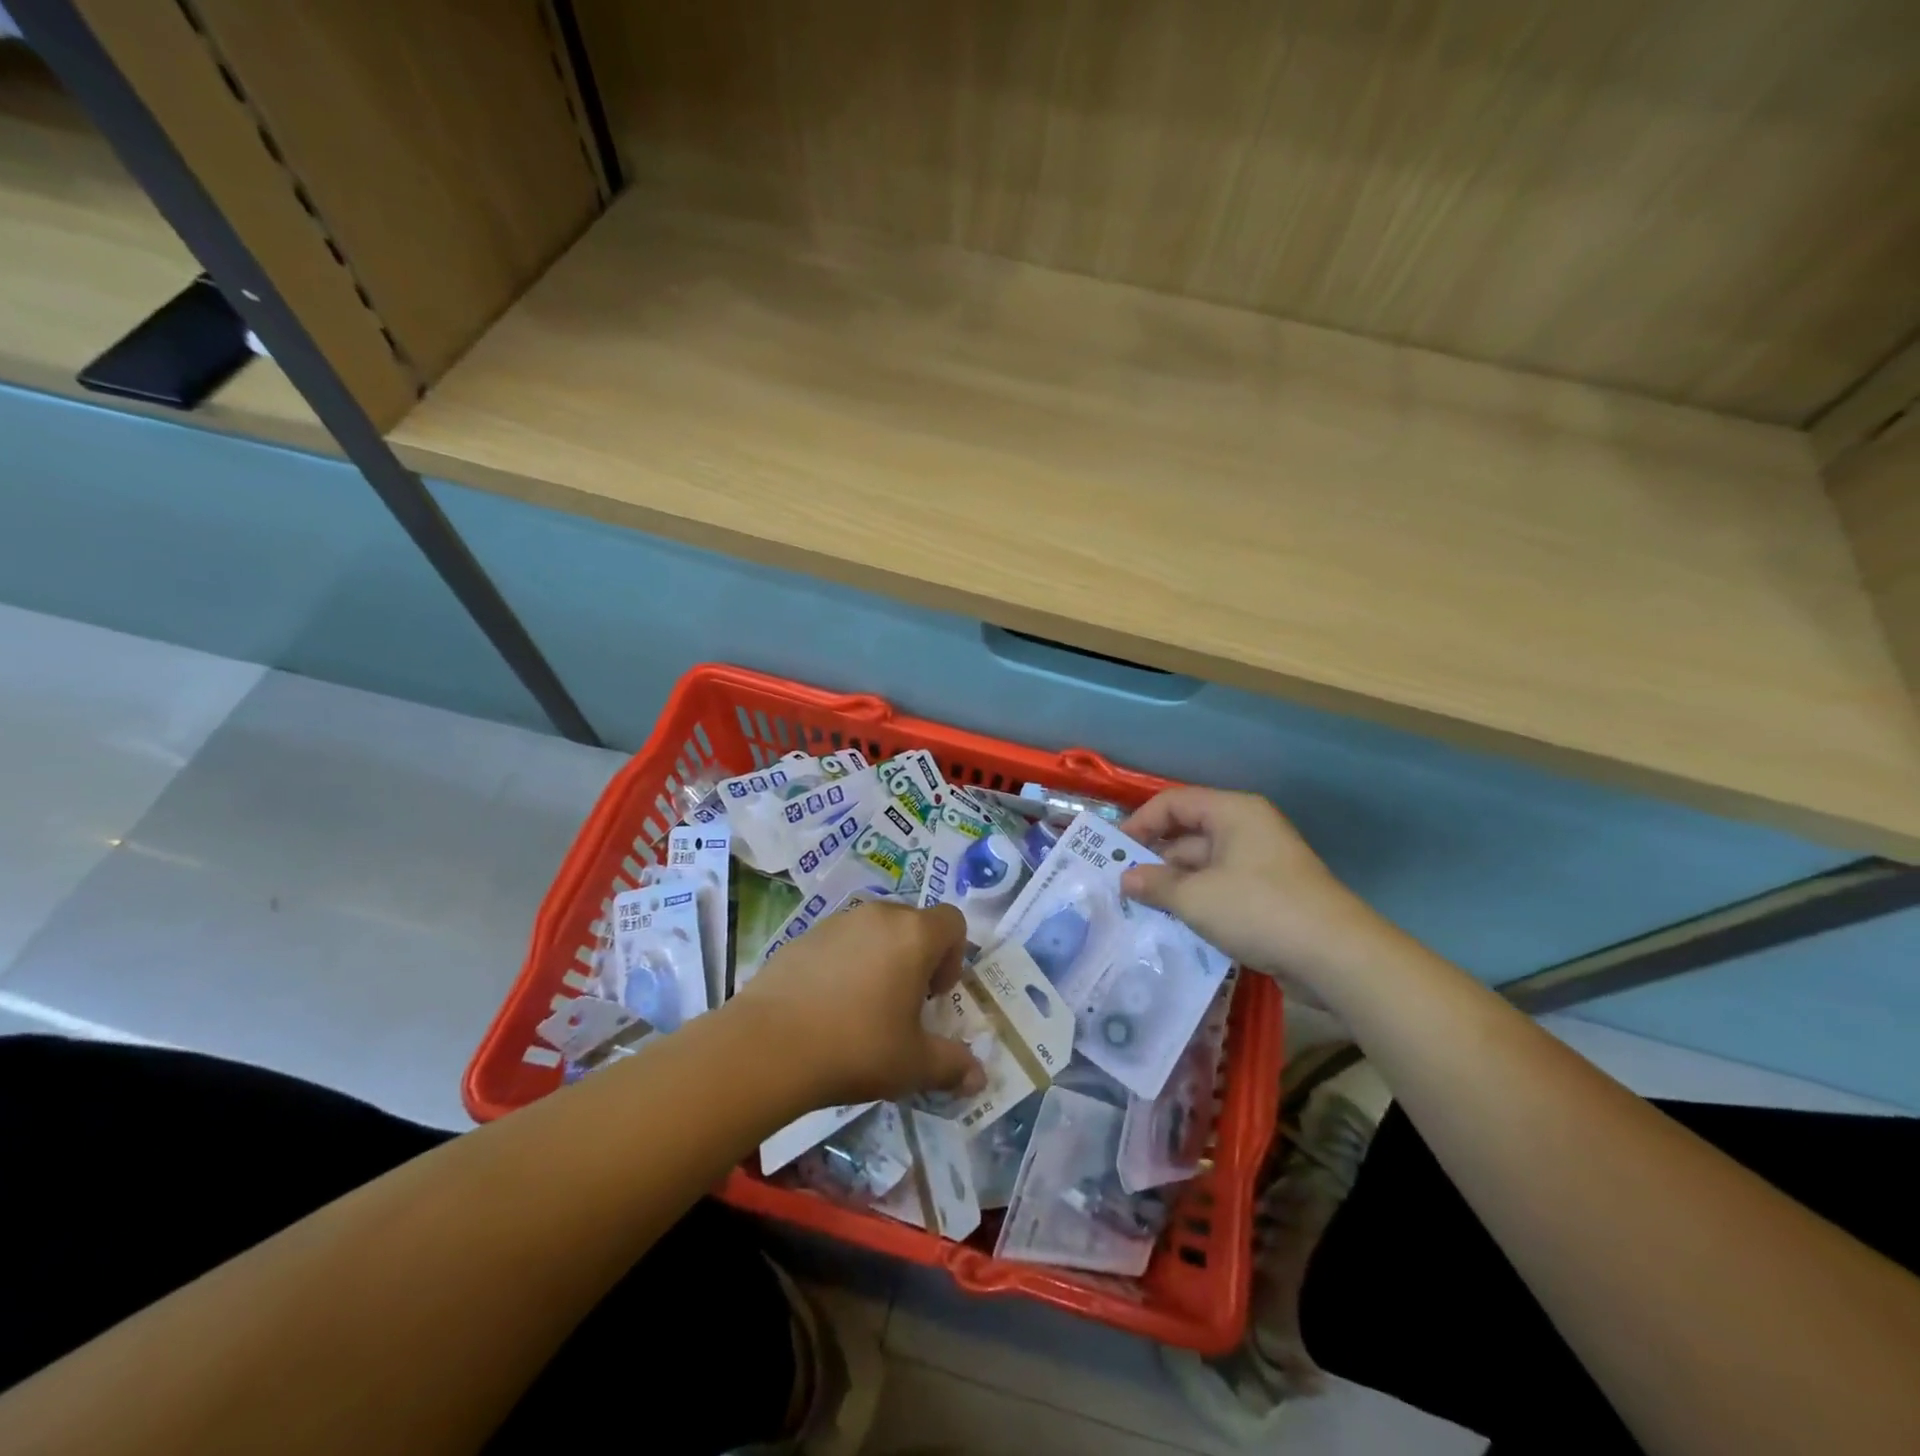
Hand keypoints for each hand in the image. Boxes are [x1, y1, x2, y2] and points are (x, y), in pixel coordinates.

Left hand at [730, 900, 986, 1105]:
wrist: (768, 1046)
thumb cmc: (856, 1047)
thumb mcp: (913, 1065)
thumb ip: (952, 1065)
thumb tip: (980, 1079)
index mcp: (914, 934)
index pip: (953, 921)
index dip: (953, 956)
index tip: (935, 996)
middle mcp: (878, 915)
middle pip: (913, 922)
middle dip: (917, 957)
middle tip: (904, 1004)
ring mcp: (837, 921)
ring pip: (874, 930)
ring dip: (880, 958)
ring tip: (863, 1007)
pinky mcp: (802, 935)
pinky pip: (839, 941)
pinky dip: (844, 963)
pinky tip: (827, 1006)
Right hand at [1118, 787, 1384, 992]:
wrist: (1336, 956)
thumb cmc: (1259, 909)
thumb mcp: (1196, 897)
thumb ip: (1155, 884)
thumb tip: (1126, 878)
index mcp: (1233, 813)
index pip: (1174, 803)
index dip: (1140, 823)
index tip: (1113, 852)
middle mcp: (1247, 830)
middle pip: (1188, 834)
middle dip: (1154, 861)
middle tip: (1121, 887)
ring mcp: (1260, 864)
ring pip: (1203, 866)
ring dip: (1173, 887)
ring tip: (1140, 910)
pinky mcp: (1269, 896)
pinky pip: (1221, 890)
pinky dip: (1197, 903)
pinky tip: (1174, 925)